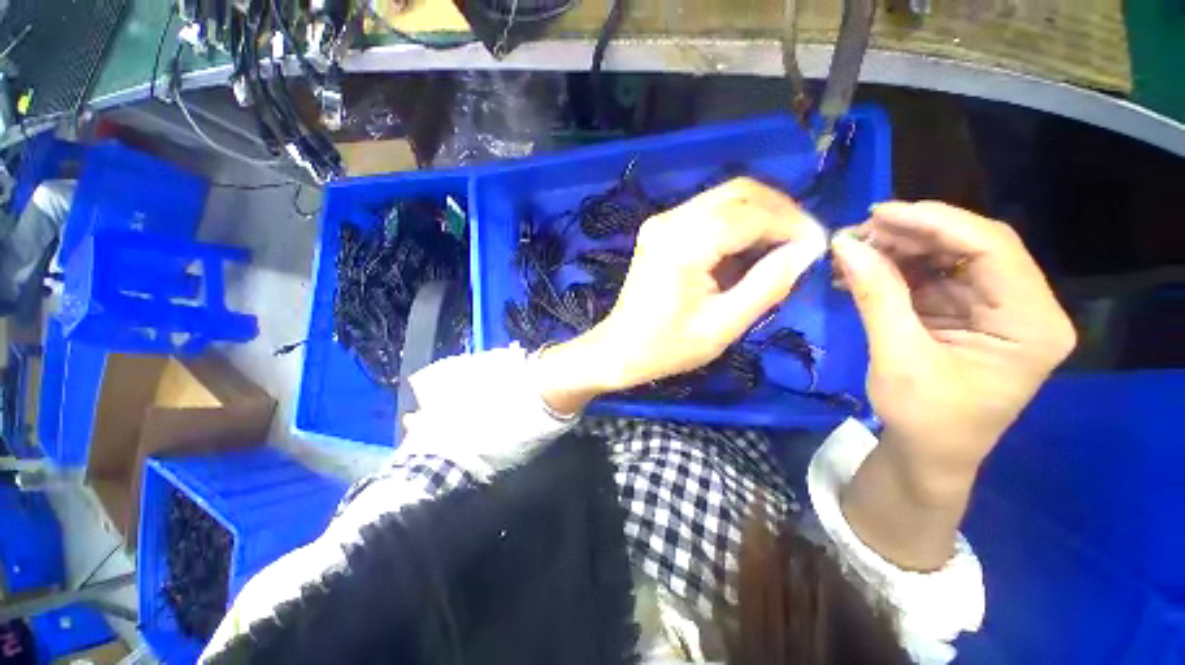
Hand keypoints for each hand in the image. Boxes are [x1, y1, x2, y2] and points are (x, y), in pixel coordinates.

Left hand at [536, 178, 827, 414]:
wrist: (620, 349)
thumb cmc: (668, 346)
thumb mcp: (724, 325)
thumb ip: (768, 284)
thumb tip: (807, 249)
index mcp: (683, 245)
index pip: (751, 214)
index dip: (792, 224)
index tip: (818, 245)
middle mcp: (670, 220)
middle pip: (740, 192)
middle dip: (780, 212)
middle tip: (801, 244)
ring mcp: (662, 222)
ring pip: (725, 198)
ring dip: (760, 216)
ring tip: (780, 249)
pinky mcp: (661, 230)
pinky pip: (709, 213)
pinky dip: (736, 224)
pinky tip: (747, 251)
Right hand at [833, 201, 1076, 485]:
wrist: (928, 454)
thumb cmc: (924, 419)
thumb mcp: (898, 357)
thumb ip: (876, 296)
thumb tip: (845, 246)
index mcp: (1032, 324)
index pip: (992, 248)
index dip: (935, 222)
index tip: (878, 213)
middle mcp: (1025, 308)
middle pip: (972, 247)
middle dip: (912, 234)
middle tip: (857, 234)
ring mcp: (997, 308)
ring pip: (950, 258)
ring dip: (899, 250)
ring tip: (853, 252)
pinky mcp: (969, 313)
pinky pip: (933, 277)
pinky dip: (896, 270)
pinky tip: (863, 271)